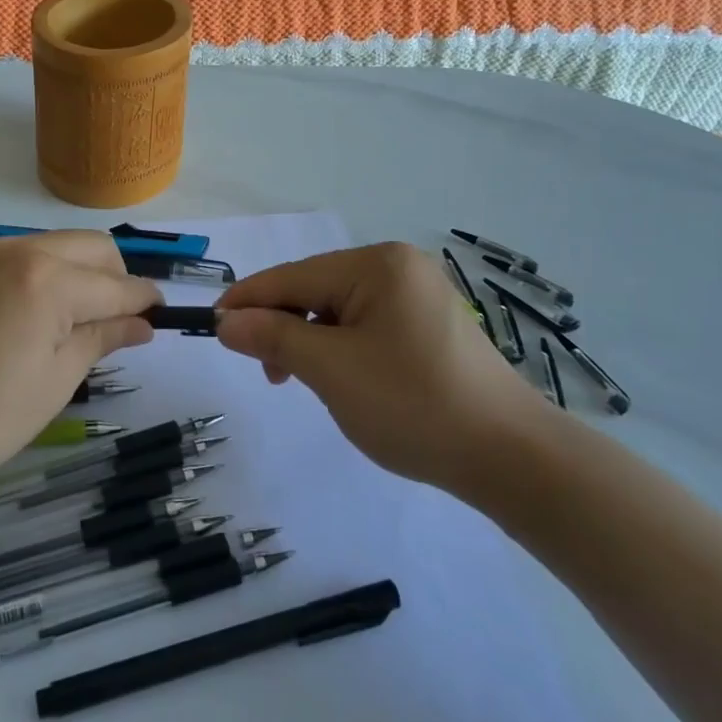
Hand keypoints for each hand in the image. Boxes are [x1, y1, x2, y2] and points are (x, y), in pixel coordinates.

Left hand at [0, 232, 162, 494]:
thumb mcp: (55, 382)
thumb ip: (103, 338)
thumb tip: (143, 322)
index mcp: (48, 279)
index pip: (117, 284)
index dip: (146, 301)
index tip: (162, 318)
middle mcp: (19, 250)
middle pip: (92, 247)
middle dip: (117, 278)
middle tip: (118, 324)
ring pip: (58, 246)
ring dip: (82, 273)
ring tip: (77, 324)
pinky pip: (24, 256)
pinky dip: (47, 275)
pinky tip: (38, 318)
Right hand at [216, 243, 543, 502]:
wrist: (511, 458)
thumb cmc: (414, 405)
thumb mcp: (331, 370)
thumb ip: (274, 337)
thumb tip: (226, 321)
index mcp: (377, 264)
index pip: (293, 276)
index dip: (247, 301)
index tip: (211, 326)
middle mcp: (398, 267)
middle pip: (315, 290)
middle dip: (283, 327)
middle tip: (268, 374)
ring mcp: (418, 295)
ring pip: (338, 310)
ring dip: (310, 342)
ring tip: (303, 383)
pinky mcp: (429, 326)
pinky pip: (366, 326)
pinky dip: (340, 349)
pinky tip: (340, 379)